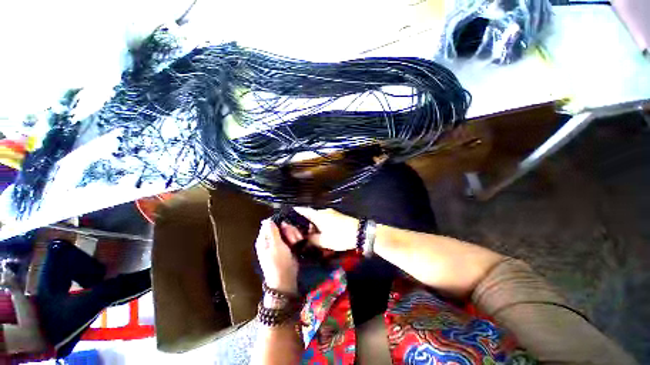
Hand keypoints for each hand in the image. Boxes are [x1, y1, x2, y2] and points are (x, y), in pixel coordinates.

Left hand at [255, 220, 298, 293]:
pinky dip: (296, 237)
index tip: (287, 226)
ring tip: (296, 242)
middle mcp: (271, 239)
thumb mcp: (275, 246)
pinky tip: (298, 241)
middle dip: (289, 230)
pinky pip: (292, 236)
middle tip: (293, 238)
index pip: (271, 223)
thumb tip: (268, 219)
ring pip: (288, 230)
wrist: (285, 279)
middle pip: (281, 226)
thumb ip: (273, 232)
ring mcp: (280, 243)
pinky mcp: (287, 246)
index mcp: (264, 239)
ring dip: (294, 234)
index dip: (280, 223)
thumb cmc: (278, 263)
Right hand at [293, 208, 358, 251]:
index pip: (305, 211)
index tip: (290, 212)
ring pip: (319, 217)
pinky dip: (321, 224)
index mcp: (319, 215)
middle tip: (301, 231)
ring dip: (314, 224)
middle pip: (311, 214)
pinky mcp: (337, 216)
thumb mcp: (324, 241)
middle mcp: (324, 211)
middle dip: (306, 222)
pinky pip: (325, 218)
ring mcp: (332, 213)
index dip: (297, 211)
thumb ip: (312, 239)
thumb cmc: (340, 236)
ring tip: (311, 234)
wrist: (360, 232)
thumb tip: (305, 238)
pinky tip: (321, 232)